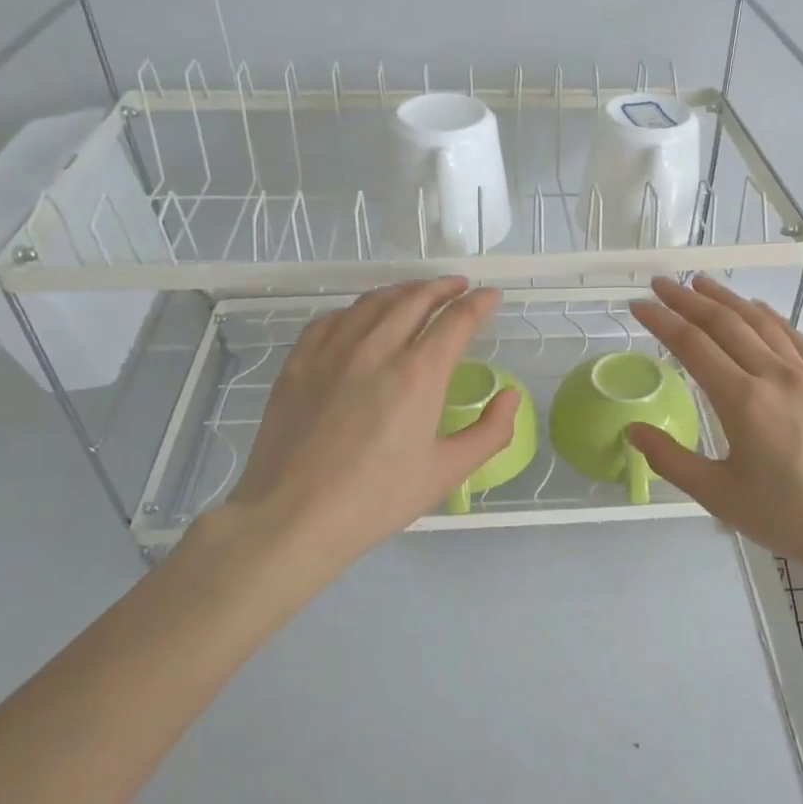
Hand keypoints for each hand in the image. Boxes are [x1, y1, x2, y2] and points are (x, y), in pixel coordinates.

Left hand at [220, 278, 518, 570]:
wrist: (293, 517)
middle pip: (415, 299)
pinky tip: (362, 317)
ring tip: (418, 293)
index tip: (491, 296)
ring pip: (373, 302)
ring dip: (403, 290)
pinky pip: (332, 319)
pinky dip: (357, 309)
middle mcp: (377, 349)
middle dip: (443, 287)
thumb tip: (510, 396)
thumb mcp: (446, 473)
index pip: (456, 320)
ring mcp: (332, 351)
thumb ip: (490, 432)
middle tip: (459, 286)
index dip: (479, 303)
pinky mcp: (299, 363)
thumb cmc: (376, 500)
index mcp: (418, 374)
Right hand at [627, 275, 802, 575]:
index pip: (692, 345)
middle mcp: (774, 376)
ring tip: (701, 283)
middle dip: (688, 300)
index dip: (661, 321)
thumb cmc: (789, 517)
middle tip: (660, 284)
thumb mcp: (719, 496)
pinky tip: (758, 309)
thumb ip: (671, 459)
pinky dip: (769, 316)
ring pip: (760, 322)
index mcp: (743, 401)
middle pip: (725, 323)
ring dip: (727, 299)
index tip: (638, 305)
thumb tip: (633, 430)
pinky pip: (793, 337)